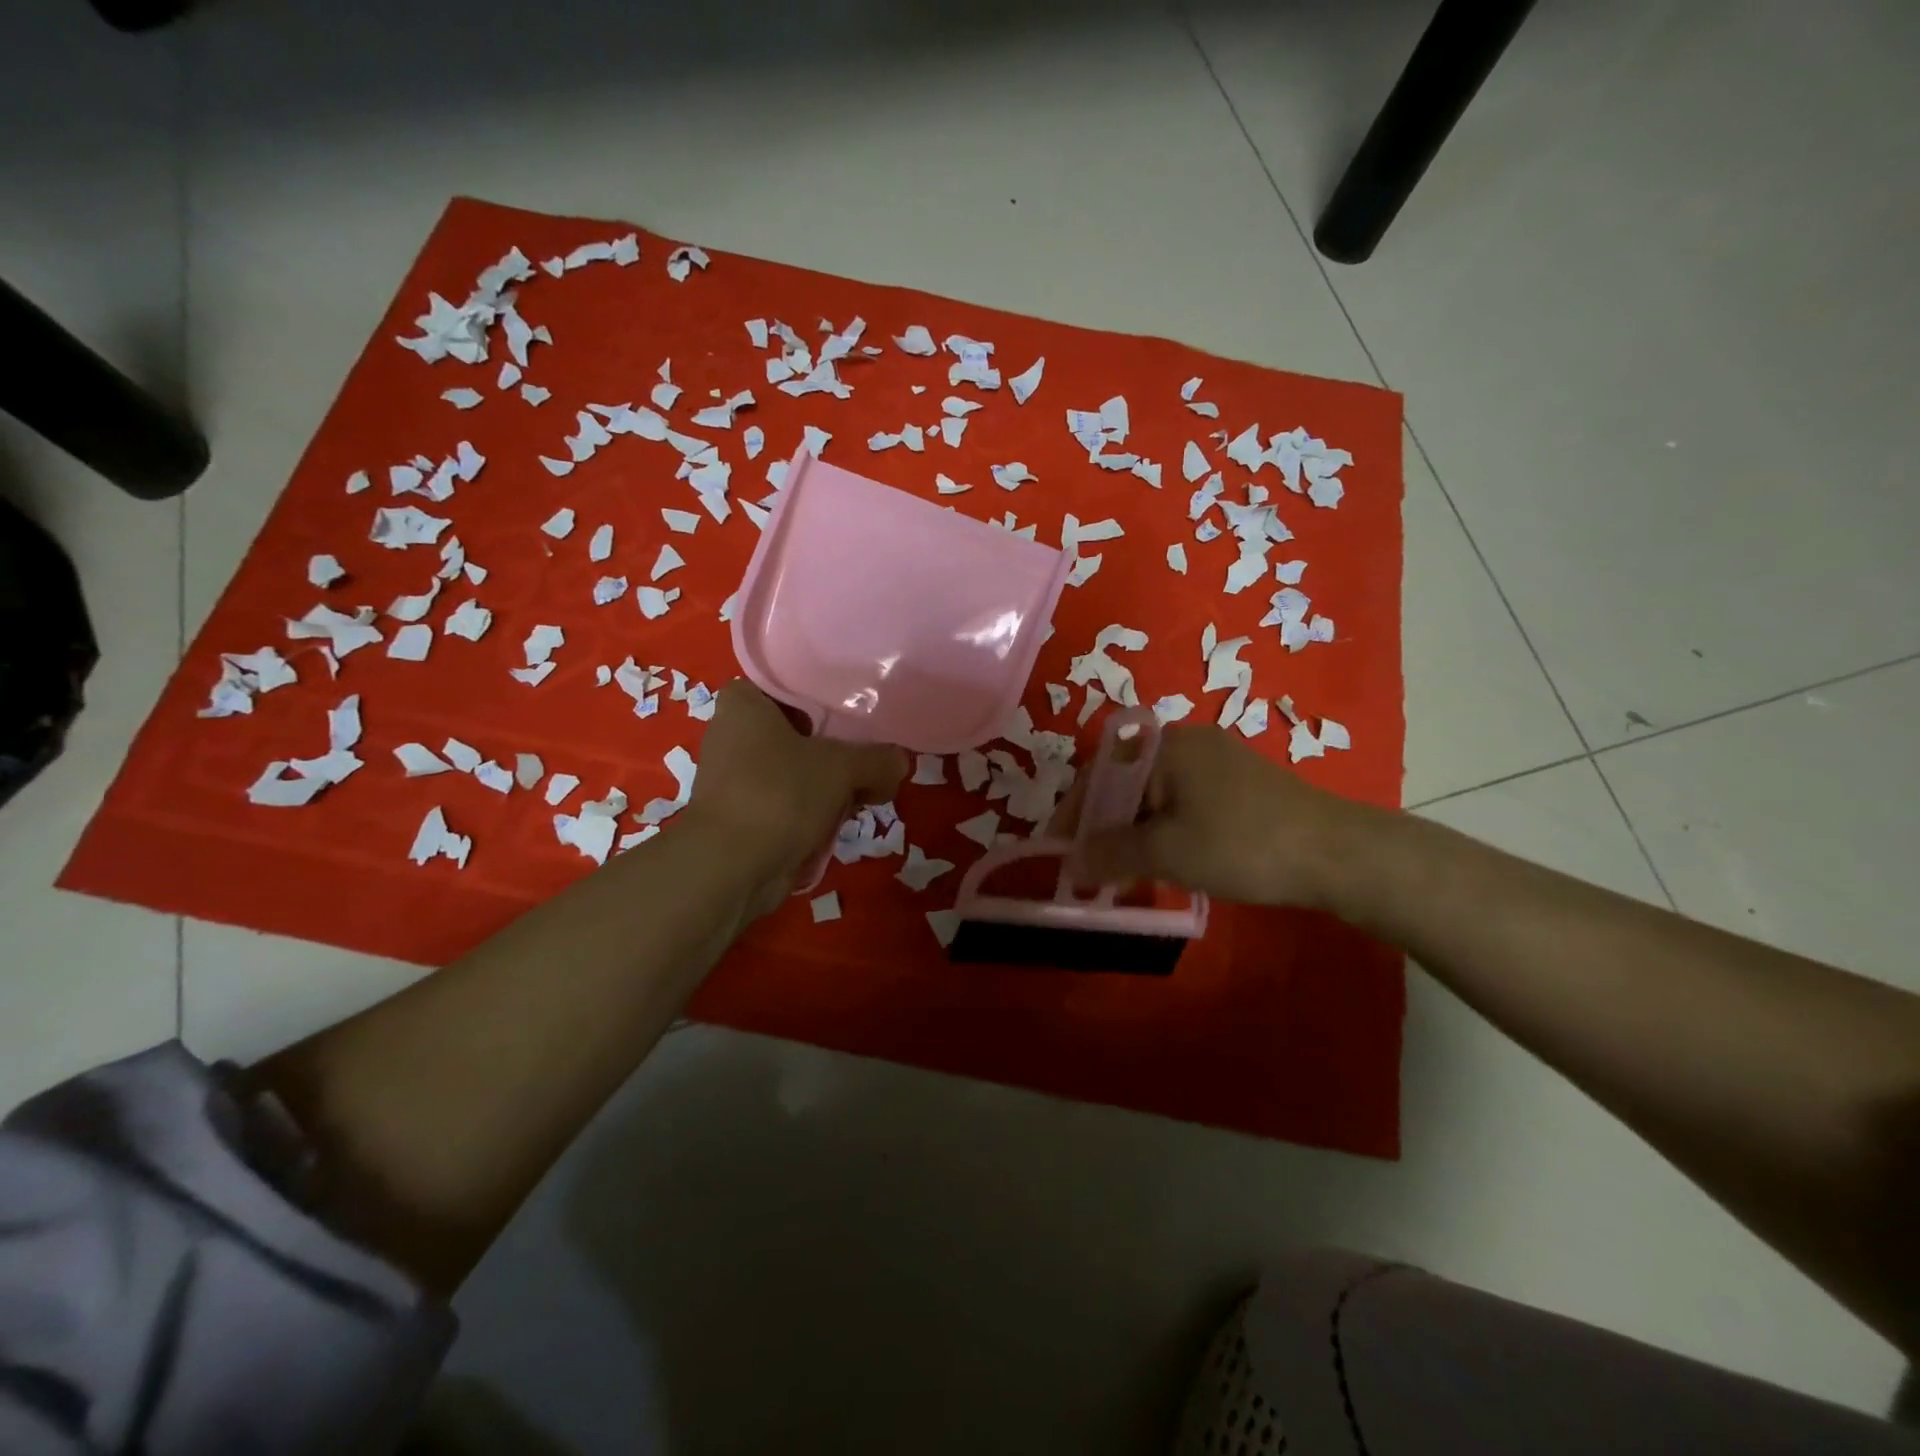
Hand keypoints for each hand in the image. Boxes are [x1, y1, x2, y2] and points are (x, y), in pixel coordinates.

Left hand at [684, 680, 906, 910]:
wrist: (732, 868)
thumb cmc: (779, 794)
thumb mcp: (842, 767)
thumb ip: (878, 759)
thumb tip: (900, 763)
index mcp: (744, 704)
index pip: (791, 685)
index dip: (827, 696)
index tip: (858, 710)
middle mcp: (733, 735)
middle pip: (801, 731)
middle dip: (837, 748)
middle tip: (873, 755)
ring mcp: (736, 778)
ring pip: (798, 770)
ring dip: (829, 784)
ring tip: (866, 790)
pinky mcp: (744, 815)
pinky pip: (790, 802)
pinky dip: (813, 811)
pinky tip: (842, 820)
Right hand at [1076, 723, 1370, 908]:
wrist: (1338, 854)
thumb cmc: (1241, 844)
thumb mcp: (1167, 852)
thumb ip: (1111, 854)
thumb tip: (1072, 863)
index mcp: (1167, 746)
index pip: (1100, 772)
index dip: (1074, 812)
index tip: (1059, 848)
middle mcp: (1190, 743)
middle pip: (1128, 781)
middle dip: (1104, 823)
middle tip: (1091, 864)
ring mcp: (1220, 761)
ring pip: (1157, 794)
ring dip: (1134, 829)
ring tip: (1124, 868)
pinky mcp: (1242, 785)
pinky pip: (1186, 801)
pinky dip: (1165, 828)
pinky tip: (1168, 858)